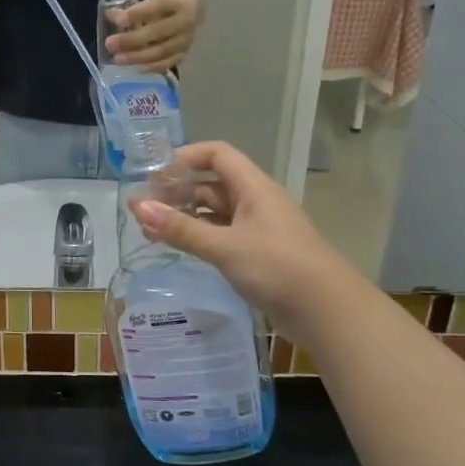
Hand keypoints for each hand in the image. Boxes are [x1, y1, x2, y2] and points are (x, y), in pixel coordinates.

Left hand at [107, 0, 201, 70]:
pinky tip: (137, 68)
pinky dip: (153, 66)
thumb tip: (110, 15)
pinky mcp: (185, 53)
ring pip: (163, 50)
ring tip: (118, 59)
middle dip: (132, 39)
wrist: (191, 6)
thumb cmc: (165, 2)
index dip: (138, 14)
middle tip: (110, 44)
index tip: (118, 21)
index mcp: (178, 1)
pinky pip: (169, 62)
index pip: (157, 6)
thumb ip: (131, 8)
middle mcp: (186, 21)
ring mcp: (187, 39)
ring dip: (138, 56)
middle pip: (158, 31)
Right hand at [131, 141, 349, 331]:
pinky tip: (180, 249)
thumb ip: (180, 228)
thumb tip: (136, 206)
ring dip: (186, 217)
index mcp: (253, 187)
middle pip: (212, 184)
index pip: (217, 154)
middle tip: (144, 207)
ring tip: (152, 230)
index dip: (186, 157)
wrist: (327, 311)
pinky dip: (201, 237)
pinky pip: (223, 235)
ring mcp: (259, 229)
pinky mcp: (259, 255)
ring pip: (216, 212)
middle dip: (178, 192)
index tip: (154, 174)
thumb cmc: (277, 267)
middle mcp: (256, 201)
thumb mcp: (224, 246)